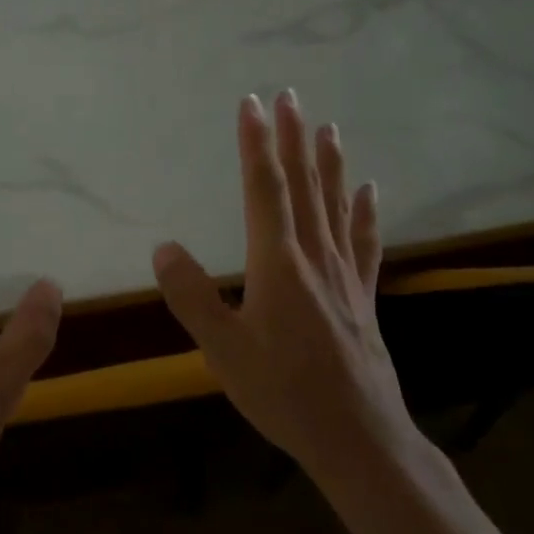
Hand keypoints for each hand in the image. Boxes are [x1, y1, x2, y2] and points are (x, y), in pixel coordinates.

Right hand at [151, 92, 417, 484]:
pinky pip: (365, 242)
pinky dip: (366, 211)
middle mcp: (314, 257)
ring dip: (329, 163)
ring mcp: (344, 275)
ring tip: (328, 126)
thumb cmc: (284, 393)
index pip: (265, 190)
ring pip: (336, 205)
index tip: (252, 104)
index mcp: (277, 264)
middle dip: (293, 138)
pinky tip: (370, 190)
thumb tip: (163, 248)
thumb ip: (192, 297)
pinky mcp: (362, 295)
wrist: (359, 437)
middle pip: (303, 186)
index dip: (257, 144)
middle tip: (291, 96)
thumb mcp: (223, 351)